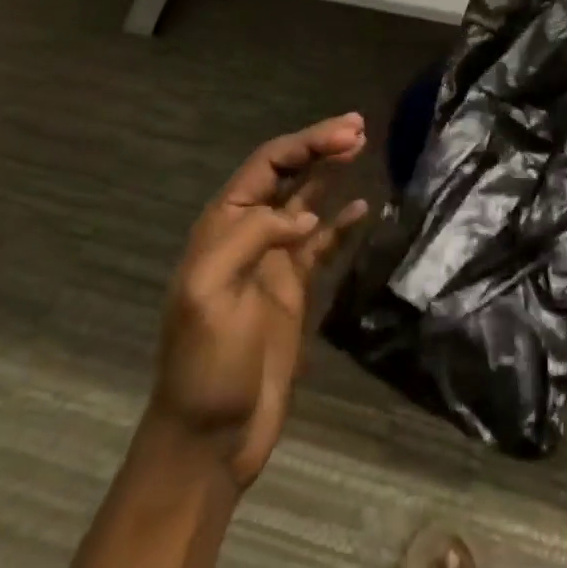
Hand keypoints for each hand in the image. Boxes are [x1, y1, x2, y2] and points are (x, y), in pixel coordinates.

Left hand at [148, 114, 369, 489]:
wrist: (210, 439)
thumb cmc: (204, 365)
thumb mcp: (209, 294)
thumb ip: (251, 239)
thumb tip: (303, 215)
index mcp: (223, 225)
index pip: (268, 164)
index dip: (306, 142)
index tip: (346, 132)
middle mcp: (249, 232)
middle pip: (288, 173)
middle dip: (320, 146)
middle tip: (359, 128)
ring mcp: (273, 259)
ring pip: (307, 199)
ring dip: (331, 171)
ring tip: (361, 146)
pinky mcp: (293, 287)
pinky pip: (322, 242)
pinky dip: (341, 222)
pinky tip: (362, 208)